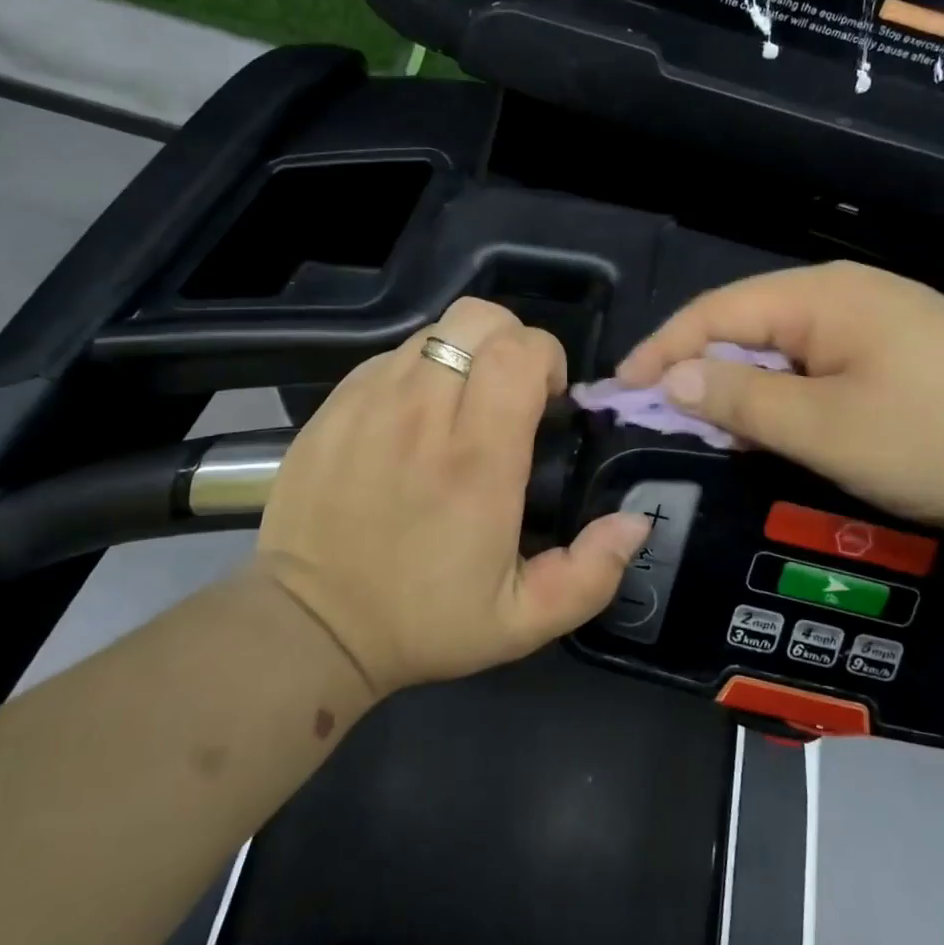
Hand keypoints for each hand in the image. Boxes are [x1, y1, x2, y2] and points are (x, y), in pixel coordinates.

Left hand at [256, 298, 653, 695]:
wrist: (307, 625)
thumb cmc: (422, 621)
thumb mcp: (523, 622)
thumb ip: (591, 574)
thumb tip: (636, 521)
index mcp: (477, 459)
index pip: (519, 351)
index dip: (546, 358)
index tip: (546, 400)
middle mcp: (423, 414)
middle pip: (478, 319)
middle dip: (511, 341)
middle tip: (511, 391)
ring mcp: (371, 402)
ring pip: (435, 330)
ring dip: (465, 354)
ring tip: (463, 404)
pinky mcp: (335, 405)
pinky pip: (391, 356)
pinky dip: (418, 370)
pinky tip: (415, 418)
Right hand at [616, 261, 943, 544]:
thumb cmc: (941, 440)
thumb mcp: (825, 427)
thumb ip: (743, 398)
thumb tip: (675, 377)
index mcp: (822, 296)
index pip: (715, 312)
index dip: (662, 351)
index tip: (620, 392)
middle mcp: (849, 295)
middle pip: (749, 326)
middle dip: (701, 370)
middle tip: (662, 419)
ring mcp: (885, 324)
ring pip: (788, 350)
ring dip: (746, 387)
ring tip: (714, 430)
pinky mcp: (910, 357)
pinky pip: (825, 368)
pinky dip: (790, 397)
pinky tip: (784, 429)